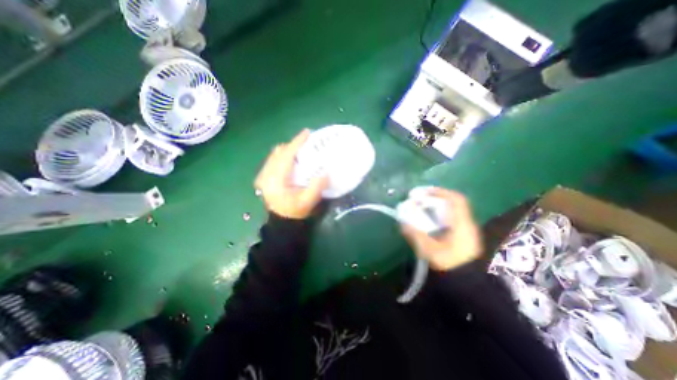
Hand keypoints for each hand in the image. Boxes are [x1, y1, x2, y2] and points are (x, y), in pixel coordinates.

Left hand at [256, 130, 329, 219]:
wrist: (282, 221)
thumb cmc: (295, 212)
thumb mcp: (307, 201)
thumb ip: (316, 187)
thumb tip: (325, 172)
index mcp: (276, 179)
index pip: (286, 156)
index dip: (297, 143)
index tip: (307, 132)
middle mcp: (266, 174)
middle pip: (279, 152)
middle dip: (293, 145)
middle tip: (307, 143)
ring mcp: (264, 175)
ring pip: (276, 155)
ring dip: (289, 150)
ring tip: (301, 150)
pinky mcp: (265, 177)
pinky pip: (274, 160)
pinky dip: (284, 156)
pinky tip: (293, 160)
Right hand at [401, 187, 480, 271]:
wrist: (466, 283)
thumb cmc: (449, 265)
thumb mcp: (429, 249)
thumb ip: (415, 235)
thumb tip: (402, 223)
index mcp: (462, 224)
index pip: (455, 199)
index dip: (439, 192)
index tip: (422, 192)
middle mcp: (466, 223)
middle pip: (452, 202)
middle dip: (435, 198)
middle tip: (419, 199)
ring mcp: (465, 229)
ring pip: (451, 210)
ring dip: (436, 206)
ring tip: (422, 207)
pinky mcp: (462, 235)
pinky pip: (450, 218)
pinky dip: (439, 215)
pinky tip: (428, 220)